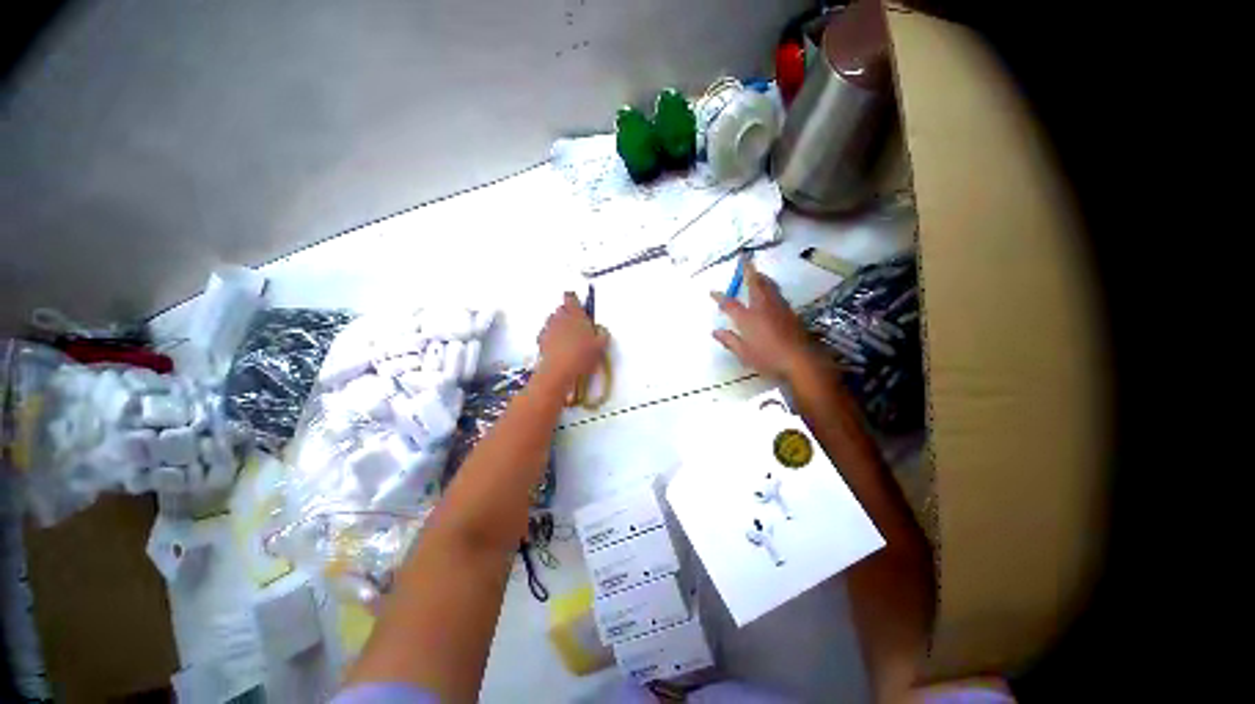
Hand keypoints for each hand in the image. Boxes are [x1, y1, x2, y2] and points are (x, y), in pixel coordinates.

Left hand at [536, 292, 608, 388]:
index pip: (571, 298)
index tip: (578, 305)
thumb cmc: (581, 355)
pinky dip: (551, 336)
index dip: (574, 300)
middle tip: (576, 324)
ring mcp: (549, 328)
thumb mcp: (600, 346)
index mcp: (575, 315)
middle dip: (567, 314)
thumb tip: (602, 331)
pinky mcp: (541, 340)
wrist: (559, 371)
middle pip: (561, 309)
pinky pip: (546, 333)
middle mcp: (560, 318)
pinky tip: (558, 346)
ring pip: (552, 320)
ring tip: (567, 337)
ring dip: (558, 324)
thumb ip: (602, 334)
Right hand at [712, 261, 815, 380]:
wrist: (801, 360)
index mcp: (747, 318)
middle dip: (748, 271)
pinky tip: (771, 293)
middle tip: (745, 260)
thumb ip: (729, 340)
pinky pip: (777, 293)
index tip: (712, 292)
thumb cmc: (769, 359)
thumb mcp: (744, 354)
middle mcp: (762, 307)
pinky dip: (771, 287)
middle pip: (754, 284)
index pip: (729, 304)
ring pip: (769, 285)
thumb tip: (715, 332)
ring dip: (761, 277)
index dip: (719, 297)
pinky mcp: (790, 312)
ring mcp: (778, 307)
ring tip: (757, 273)